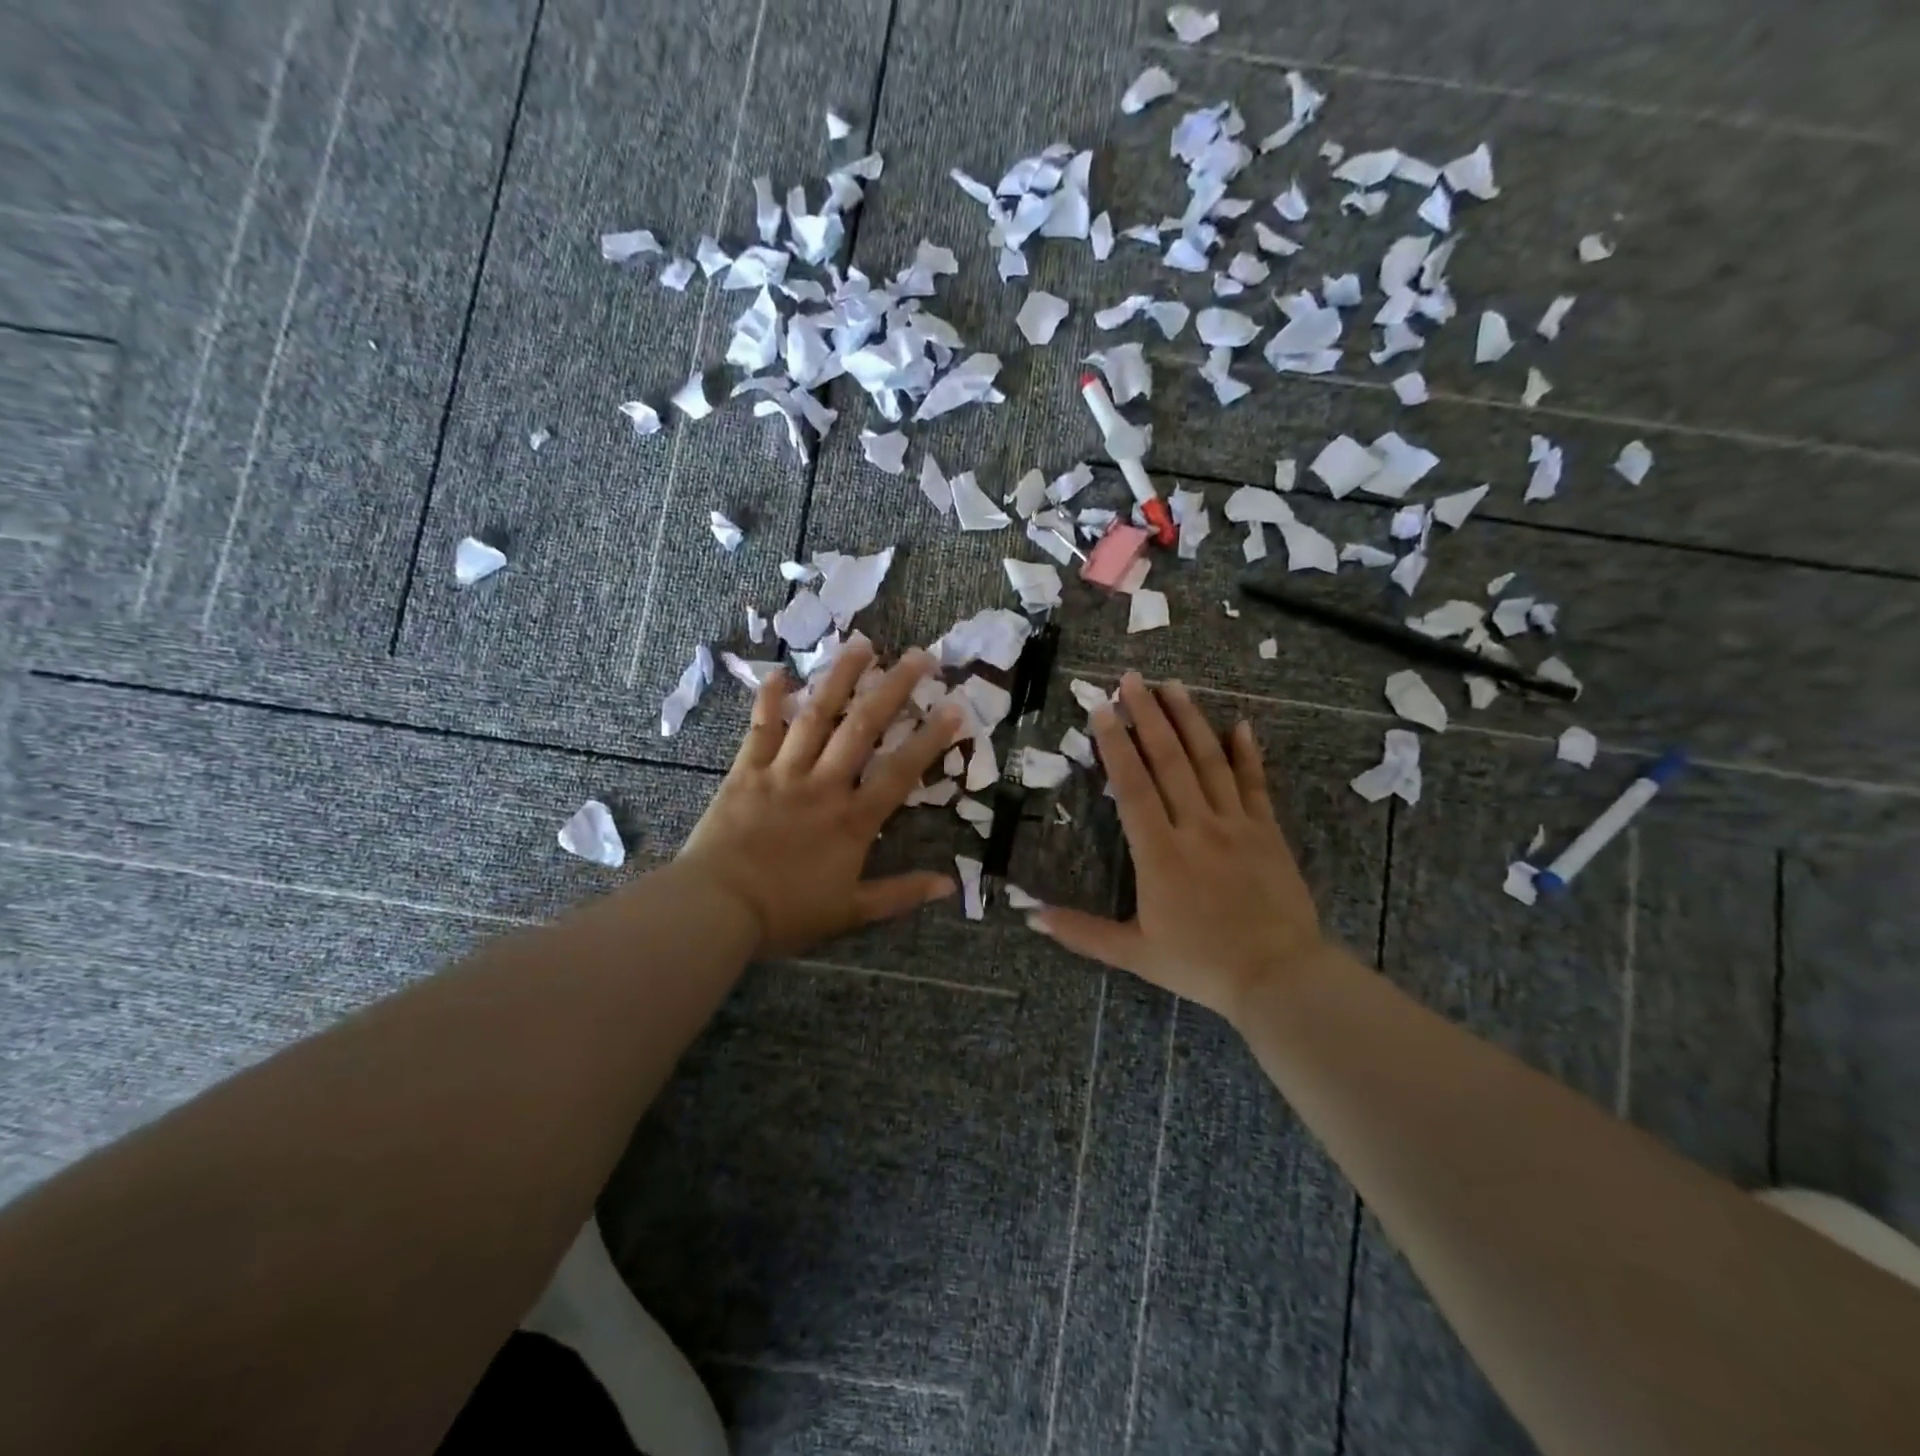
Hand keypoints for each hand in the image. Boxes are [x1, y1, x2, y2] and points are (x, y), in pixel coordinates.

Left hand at [675, 639, 963, 957]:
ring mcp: (783, 772)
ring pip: (816, 716)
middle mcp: (823, 785)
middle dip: (894, 690)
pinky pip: (760, 729)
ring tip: (863, 645)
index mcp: (852, 820)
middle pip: (863, 728)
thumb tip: (950, 885)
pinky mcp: (746, 771)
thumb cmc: (786, 912)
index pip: (900, 771)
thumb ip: (900, 894)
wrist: (716, 908)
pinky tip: (780, 672)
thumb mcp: (850, 912)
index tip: (955, 707)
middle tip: (920, 656)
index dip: (930, 739)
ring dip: (841, 678)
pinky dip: (769, 699)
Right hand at [1029, 673, 1324, 1018]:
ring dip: (1190, 720)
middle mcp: (1196, 826)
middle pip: (1169, 760)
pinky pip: (1256, 784)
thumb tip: (1031, 916)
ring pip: (1210, 761)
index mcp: (1160, 853)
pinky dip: (1247, 753)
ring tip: (1173, 685)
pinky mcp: (1267, 832)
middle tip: (1131, 678)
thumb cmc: (1202, 965)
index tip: (1101, 709)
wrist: (1280, 977)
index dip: (1114, 745)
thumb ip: (1082, 933)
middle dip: (1147, 715)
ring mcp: (1236, 825)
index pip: (1132, 786)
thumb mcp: (1135, 954)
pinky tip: (1241, 724)